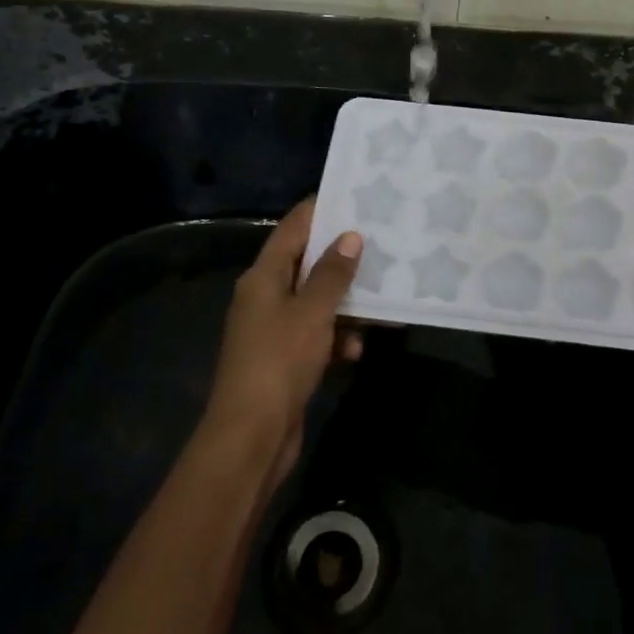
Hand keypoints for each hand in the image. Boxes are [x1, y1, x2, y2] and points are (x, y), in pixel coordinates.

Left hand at [204, 200, 362, 488]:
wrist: (251, 437)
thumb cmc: (279, 362)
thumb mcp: (311, 312)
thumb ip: (332, 273)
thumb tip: (350, 236)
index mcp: (263, 277)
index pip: (293, 228)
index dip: (321, 210)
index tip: (356, 196)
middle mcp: (265, 297)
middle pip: (307, 264)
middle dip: (343, 258)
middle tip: (382, 244)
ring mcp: (274, 329)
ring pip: (317, 302)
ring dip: (346, 304)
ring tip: (382, 302)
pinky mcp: (286, 358)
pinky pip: (318, 334)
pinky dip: (338, 337)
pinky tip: (357, 349)